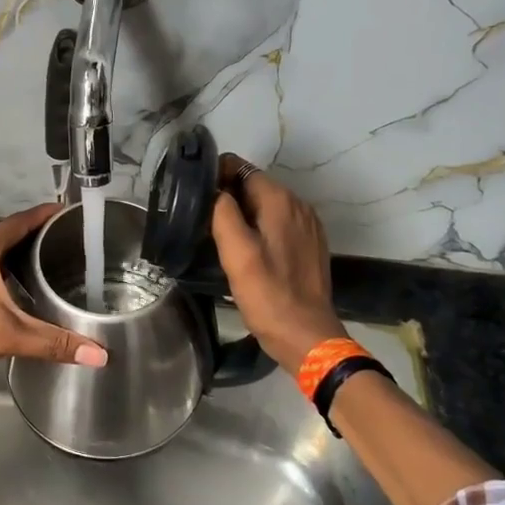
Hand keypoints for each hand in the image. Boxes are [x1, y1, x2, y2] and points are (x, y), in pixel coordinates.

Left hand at [0, 204, 108, 392]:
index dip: (44, 214)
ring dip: (11, 253)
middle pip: (3, 234)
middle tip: (64, 241)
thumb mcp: (7, 337)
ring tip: (42, 262)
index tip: (68, 210)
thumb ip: (53, 343)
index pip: (19, 222)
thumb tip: (101, 356)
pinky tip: (7, 287)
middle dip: (32, 235)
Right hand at [210, 155, 346, 375]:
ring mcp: (307, 225)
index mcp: (280, 201)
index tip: (195, 196)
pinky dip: (259, 227)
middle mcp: (298, 205)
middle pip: (254, 185)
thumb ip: (223, 214)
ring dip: (242, 212)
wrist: (307, 336)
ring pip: (266, 205)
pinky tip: (246, 249)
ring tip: (218, 234)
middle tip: (200, 218)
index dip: (216, 176)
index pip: (242, 168)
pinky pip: (278, 223)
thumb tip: (214, 191)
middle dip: (228, 195)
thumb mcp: (236, 254)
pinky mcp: (309, 244)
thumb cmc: (268, 295)